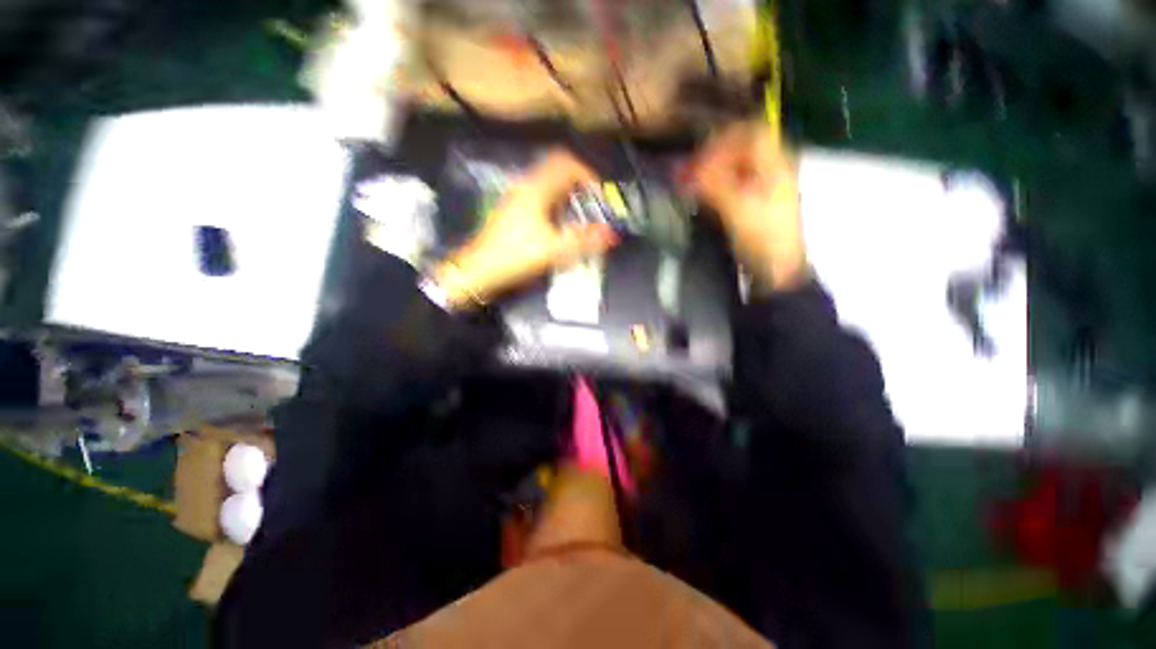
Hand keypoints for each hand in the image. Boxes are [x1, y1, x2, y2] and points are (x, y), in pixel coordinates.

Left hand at [433, 152, 618, 307]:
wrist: (479, 271)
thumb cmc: (516, 256)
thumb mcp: (554, 250)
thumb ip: (585, 241)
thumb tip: (612, 234)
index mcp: (536, 189)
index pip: (566, 164)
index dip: (588, 174)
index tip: (600, 194)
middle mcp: (525, 186)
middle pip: (557, 171)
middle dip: (579, 184)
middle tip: (592, 204)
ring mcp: (516, 198)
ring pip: (548, 184)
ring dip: (567, 194)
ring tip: (579, 216)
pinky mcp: (512, 211)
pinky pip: (539, 197)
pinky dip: (555, 204)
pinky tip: (559, 226)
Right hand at [689, 122, 807, 292]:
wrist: (777, 268)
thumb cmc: (762, 236)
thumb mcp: (736, 208)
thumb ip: (711, 184)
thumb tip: (682, 172)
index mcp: (775, 162)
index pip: (748, 132)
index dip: (721, 141)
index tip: (698, 161)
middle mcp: (770, 167)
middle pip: (738, 148)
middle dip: (709, 158)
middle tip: (686, 174)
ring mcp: (761, 185)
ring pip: (732, 166)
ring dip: (708, 172)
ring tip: (687, 185)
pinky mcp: (751, 202)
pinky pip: (730, 184)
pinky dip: (712, 186)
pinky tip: (698, 195)